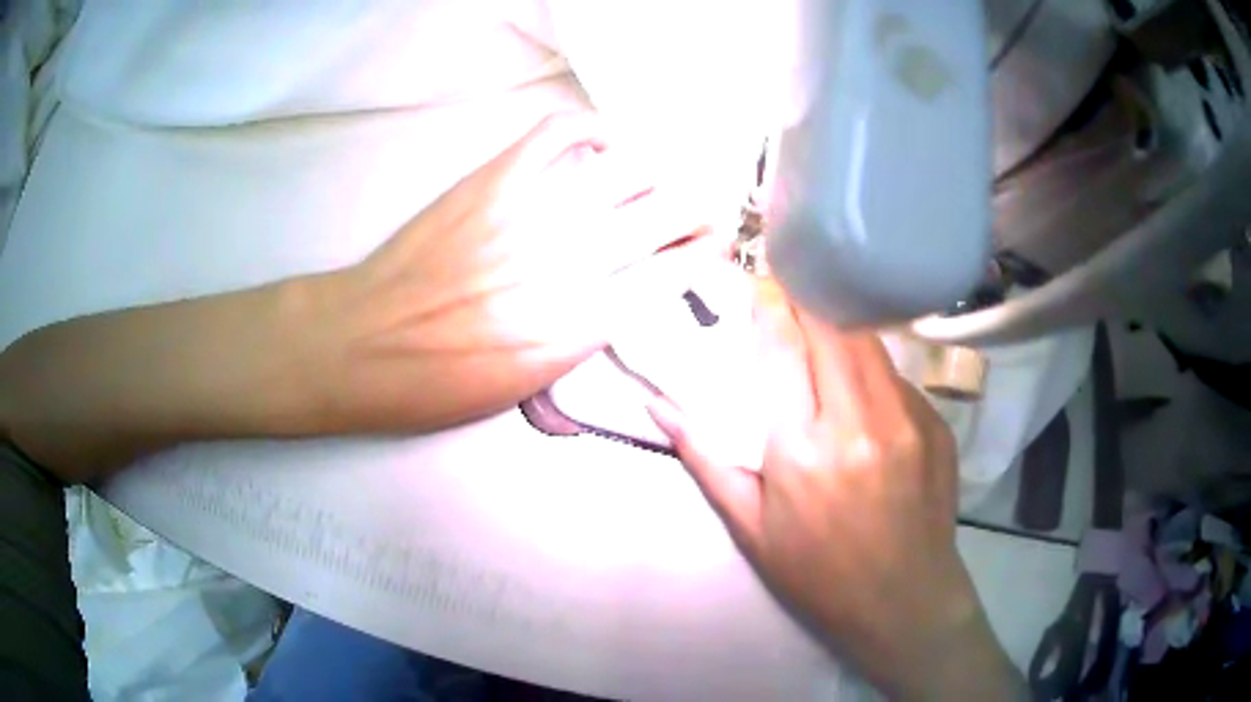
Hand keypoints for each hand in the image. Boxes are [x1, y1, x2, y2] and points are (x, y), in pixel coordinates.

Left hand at [320, 111, 724, 431]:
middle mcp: (562, 267)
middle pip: (658, 217)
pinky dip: (590, 128)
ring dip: (658, 170)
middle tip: (704, 205)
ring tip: (663, 174)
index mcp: (573, 330)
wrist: (360, 344)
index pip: (665, 278)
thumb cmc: (435, 384)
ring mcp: (525, 216)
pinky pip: (555, 136)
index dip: (700, 254)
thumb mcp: (520, 390)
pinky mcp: (489, 184)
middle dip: (697, 206)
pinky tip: (602, 140)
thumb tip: (619, 304)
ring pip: (621, 172)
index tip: (714, 243)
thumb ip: (578, 345)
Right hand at [648, 281, 1022, 699]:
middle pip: (833, 326)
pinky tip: (863, 389)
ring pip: (870, 342)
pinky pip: (897, 376)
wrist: (904, 601)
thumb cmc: (818, 573)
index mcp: (802, 449)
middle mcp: (859, 421)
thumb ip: (705, 459)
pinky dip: (872, 367)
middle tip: (790, 284)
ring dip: (841, 324)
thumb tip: (657, 405)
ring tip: (823, 323)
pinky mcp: (936, 423)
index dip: (769, 303)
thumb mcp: (750, 527)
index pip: (783, 346)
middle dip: (808, 295)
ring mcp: (907, 419)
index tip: (759, 279)